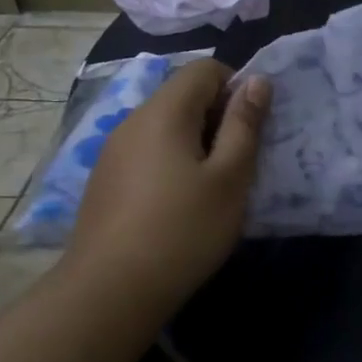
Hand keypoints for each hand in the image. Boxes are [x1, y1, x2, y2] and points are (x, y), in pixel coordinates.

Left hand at [67, 59, 269, 312]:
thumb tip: (256, 80)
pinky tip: (178, 206)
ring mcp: (112, 152)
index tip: (251, 129)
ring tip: (211, 188)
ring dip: (195, 143)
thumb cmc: (183, 231)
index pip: (204, 69)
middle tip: (238, 163)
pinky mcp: (104, 181)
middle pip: (182, 96)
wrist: (109, 292)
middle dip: (217, 117)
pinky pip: (146, 152)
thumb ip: (245, 124)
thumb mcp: (230, 178)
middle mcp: (132, 121)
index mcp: (164, 112)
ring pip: (164, 126)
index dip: (236, 87)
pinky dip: (170, 163)